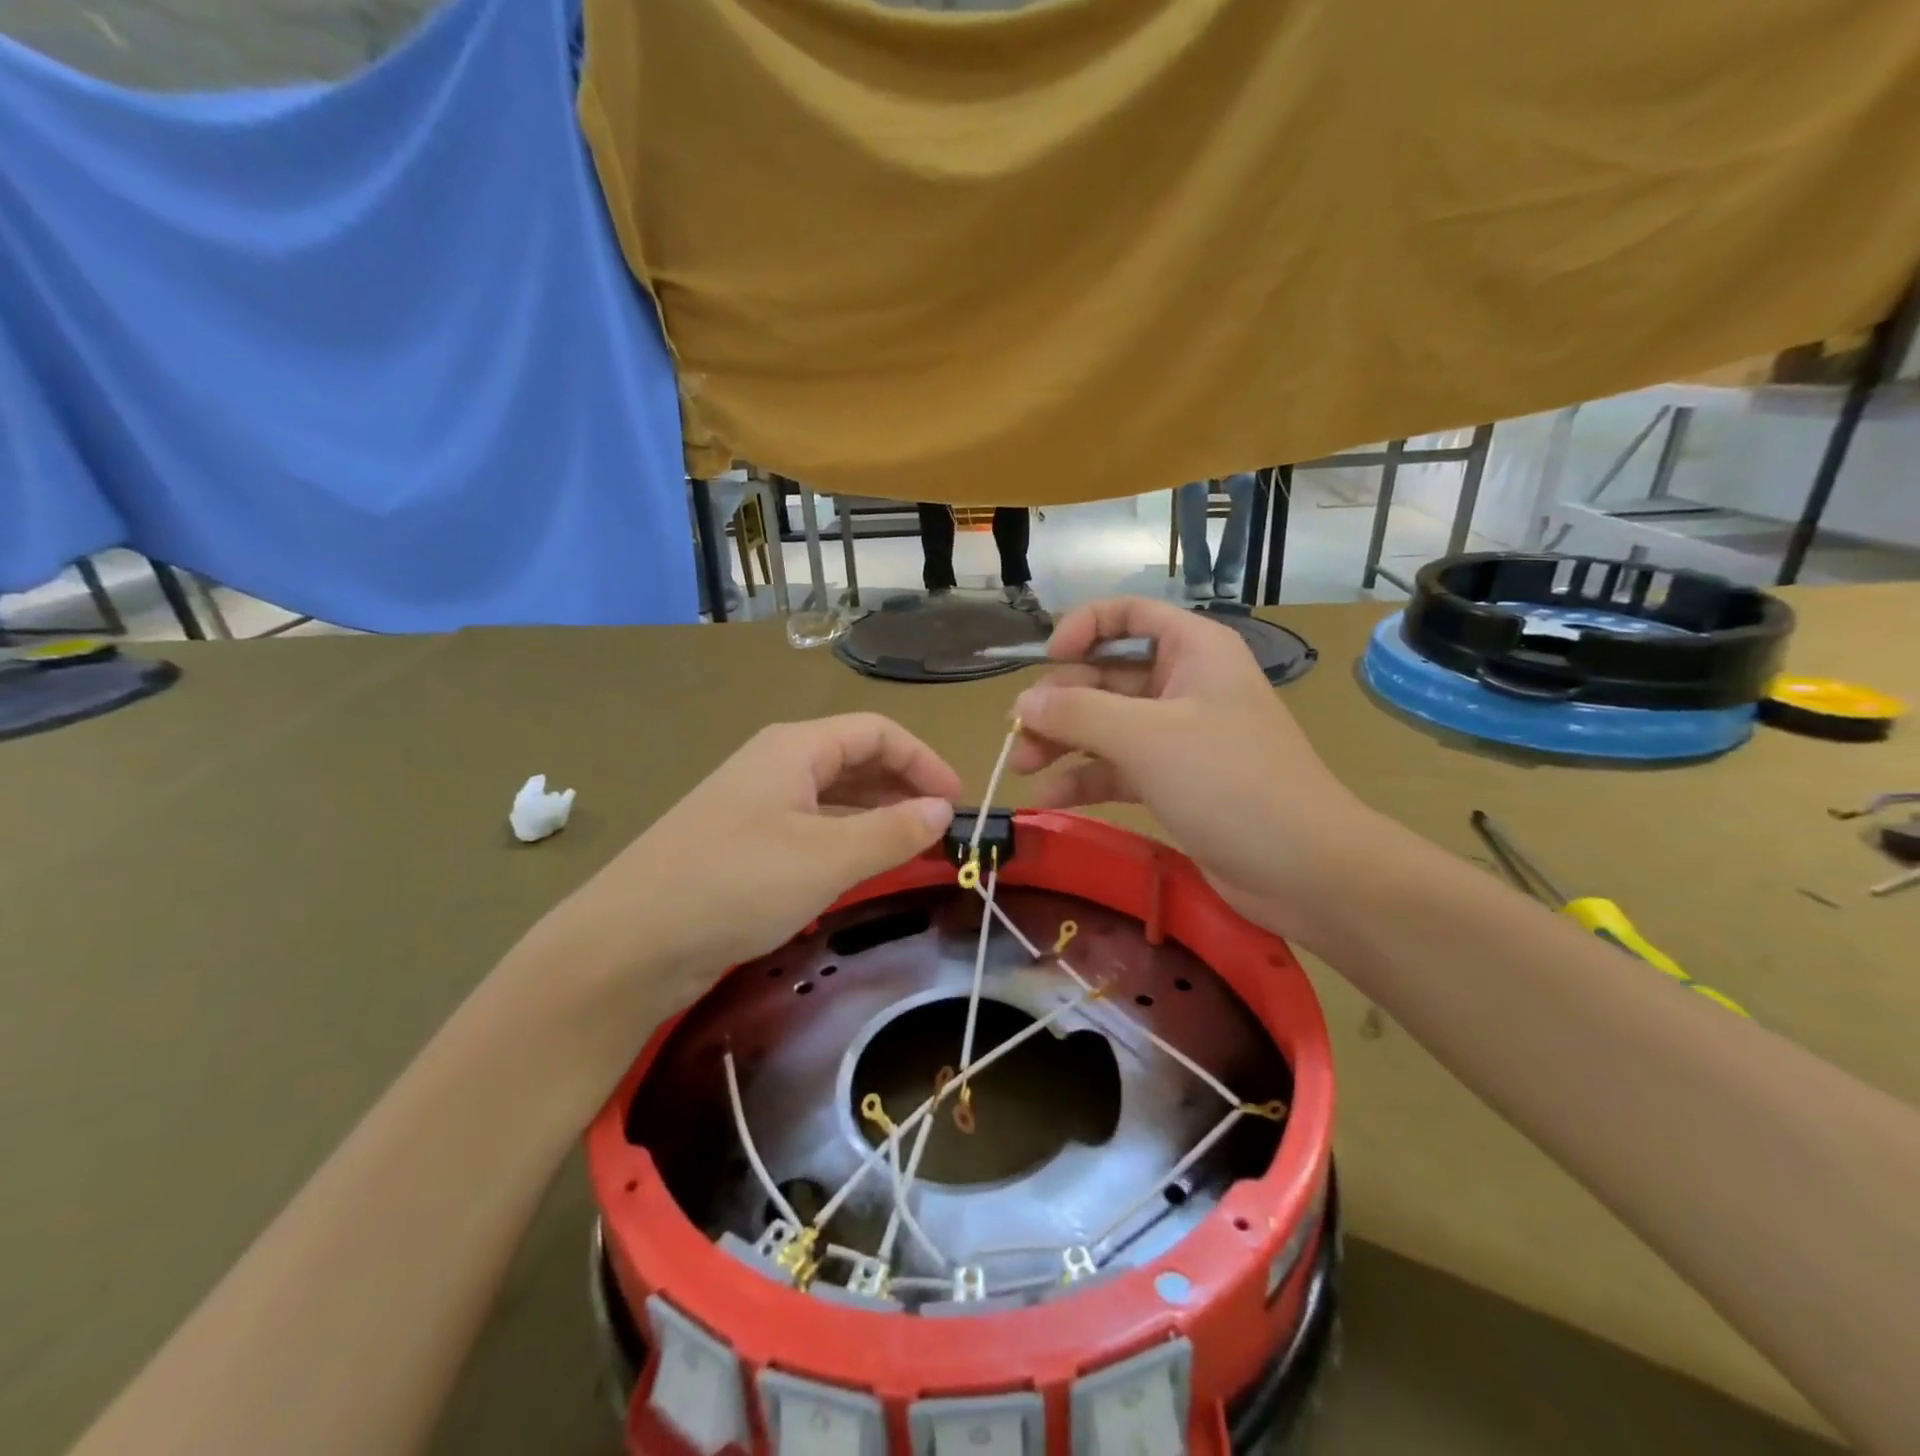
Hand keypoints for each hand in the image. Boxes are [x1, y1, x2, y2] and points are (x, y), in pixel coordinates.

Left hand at [530, 715, 960, 1019]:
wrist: (627, 944)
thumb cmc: (735, 885)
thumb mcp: (826, 858)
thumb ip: (892, 831)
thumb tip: (942, 811)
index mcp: (794, 748)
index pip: (877, 732)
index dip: (924, 761)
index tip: (959, 803)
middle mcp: (775, 766)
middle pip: (855, 759)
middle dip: (905, 787)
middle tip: (943, 829)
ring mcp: (755, 806)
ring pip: (833, 796)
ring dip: (878, 816)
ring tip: (916, 849)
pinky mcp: (742, 845)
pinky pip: (810, 828)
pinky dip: (846, 840)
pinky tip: (862, 868)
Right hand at [1009, 596, 1370, 945]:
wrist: (1304, 868)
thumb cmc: (1230, 782)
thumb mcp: (1147, 738)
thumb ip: (1078, 713)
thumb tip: (1022, 703)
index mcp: (1193, 651)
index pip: (1129, 614)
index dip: (1084, 626)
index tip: (1047, 658)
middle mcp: (1184, 684)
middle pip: (1106, 675)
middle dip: (1060, 701)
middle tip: (1018, 734)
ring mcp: (1178, 736)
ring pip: (1106, 725)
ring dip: (1063, 741)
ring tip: (1023, 766)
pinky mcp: (1172, 782)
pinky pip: (1116, 767)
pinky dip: (1084, 777)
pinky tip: (1051, 796)